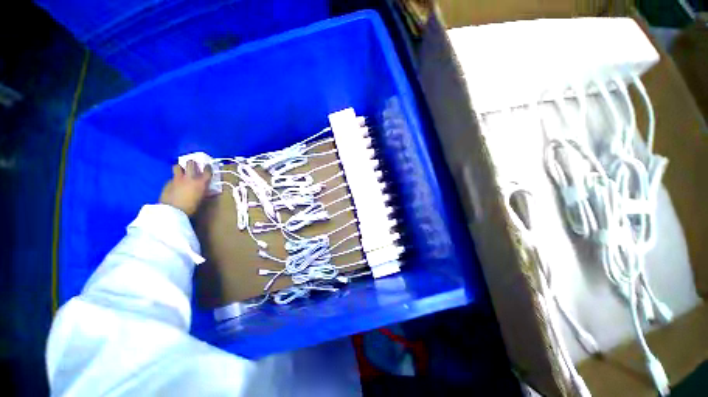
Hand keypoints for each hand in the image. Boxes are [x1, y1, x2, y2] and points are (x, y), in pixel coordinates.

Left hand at [159, 160, 211, 215]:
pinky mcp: (168, 183)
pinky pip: (172, 178)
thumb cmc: (191, 207)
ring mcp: (177, 179)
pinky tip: (175, 185)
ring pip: (177, 166)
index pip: (207, 171)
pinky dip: (175, 180)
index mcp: (200, 182)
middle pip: (190, 163)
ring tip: (181, 171)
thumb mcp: (201, 199)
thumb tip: (211, 191)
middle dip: (191, 163)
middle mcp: (189, 177)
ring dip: (180, 168)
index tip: (207, 166)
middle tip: (192, 164)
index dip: (208, 167)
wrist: (172, 211)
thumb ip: (206, 192)